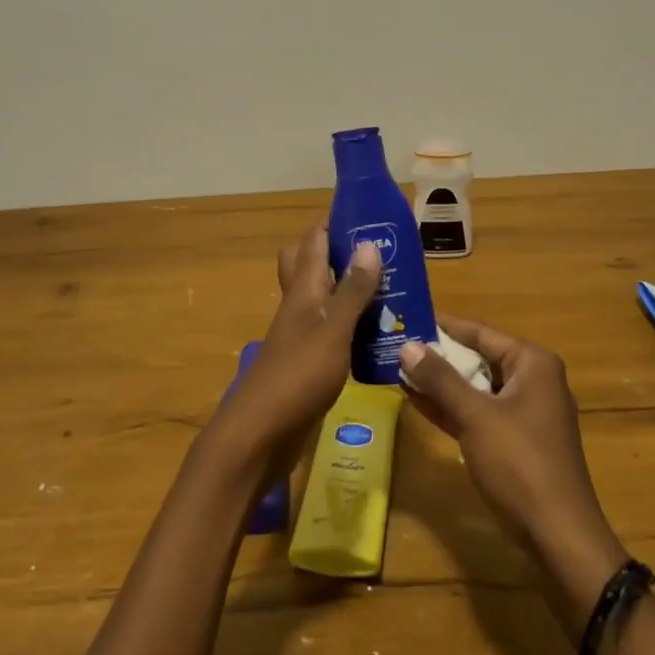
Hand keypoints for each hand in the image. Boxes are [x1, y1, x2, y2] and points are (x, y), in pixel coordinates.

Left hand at [213, 227, 380, 468]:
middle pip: (312, 265)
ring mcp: (302, 334)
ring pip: (325, 298)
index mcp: (303, 290)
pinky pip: (333, 330)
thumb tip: (368, 243)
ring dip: (352, 291)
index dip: (338, 224)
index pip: (314, 240)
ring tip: (393, 292)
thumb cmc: (298, 377)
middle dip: (343, 255)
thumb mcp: (333, 331)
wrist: (260, 435)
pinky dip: (353, 326)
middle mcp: (299, 305)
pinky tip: (380, 335)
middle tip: (382, 258)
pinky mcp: (309, 361)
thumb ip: (352, 291)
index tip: (374, 219)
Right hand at [399, 315, 626, 592]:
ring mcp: (526, 413)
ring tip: (399, 370)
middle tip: (396, 345)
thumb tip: (407, 346)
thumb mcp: (475, 416)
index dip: (443, 325)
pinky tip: (417, 402)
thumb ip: (440, 379)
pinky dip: (452, 407)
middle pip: (479, 357)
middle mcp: (534, 380)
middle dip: (439, 355)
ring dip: (441, 383)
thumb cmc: (520, 464)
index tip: (408, 317)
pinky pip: (479, 413)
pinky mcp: (517, 441)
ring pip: (477, 387)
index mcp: (532, 363)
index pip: (480, 332)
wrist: (559, 536)